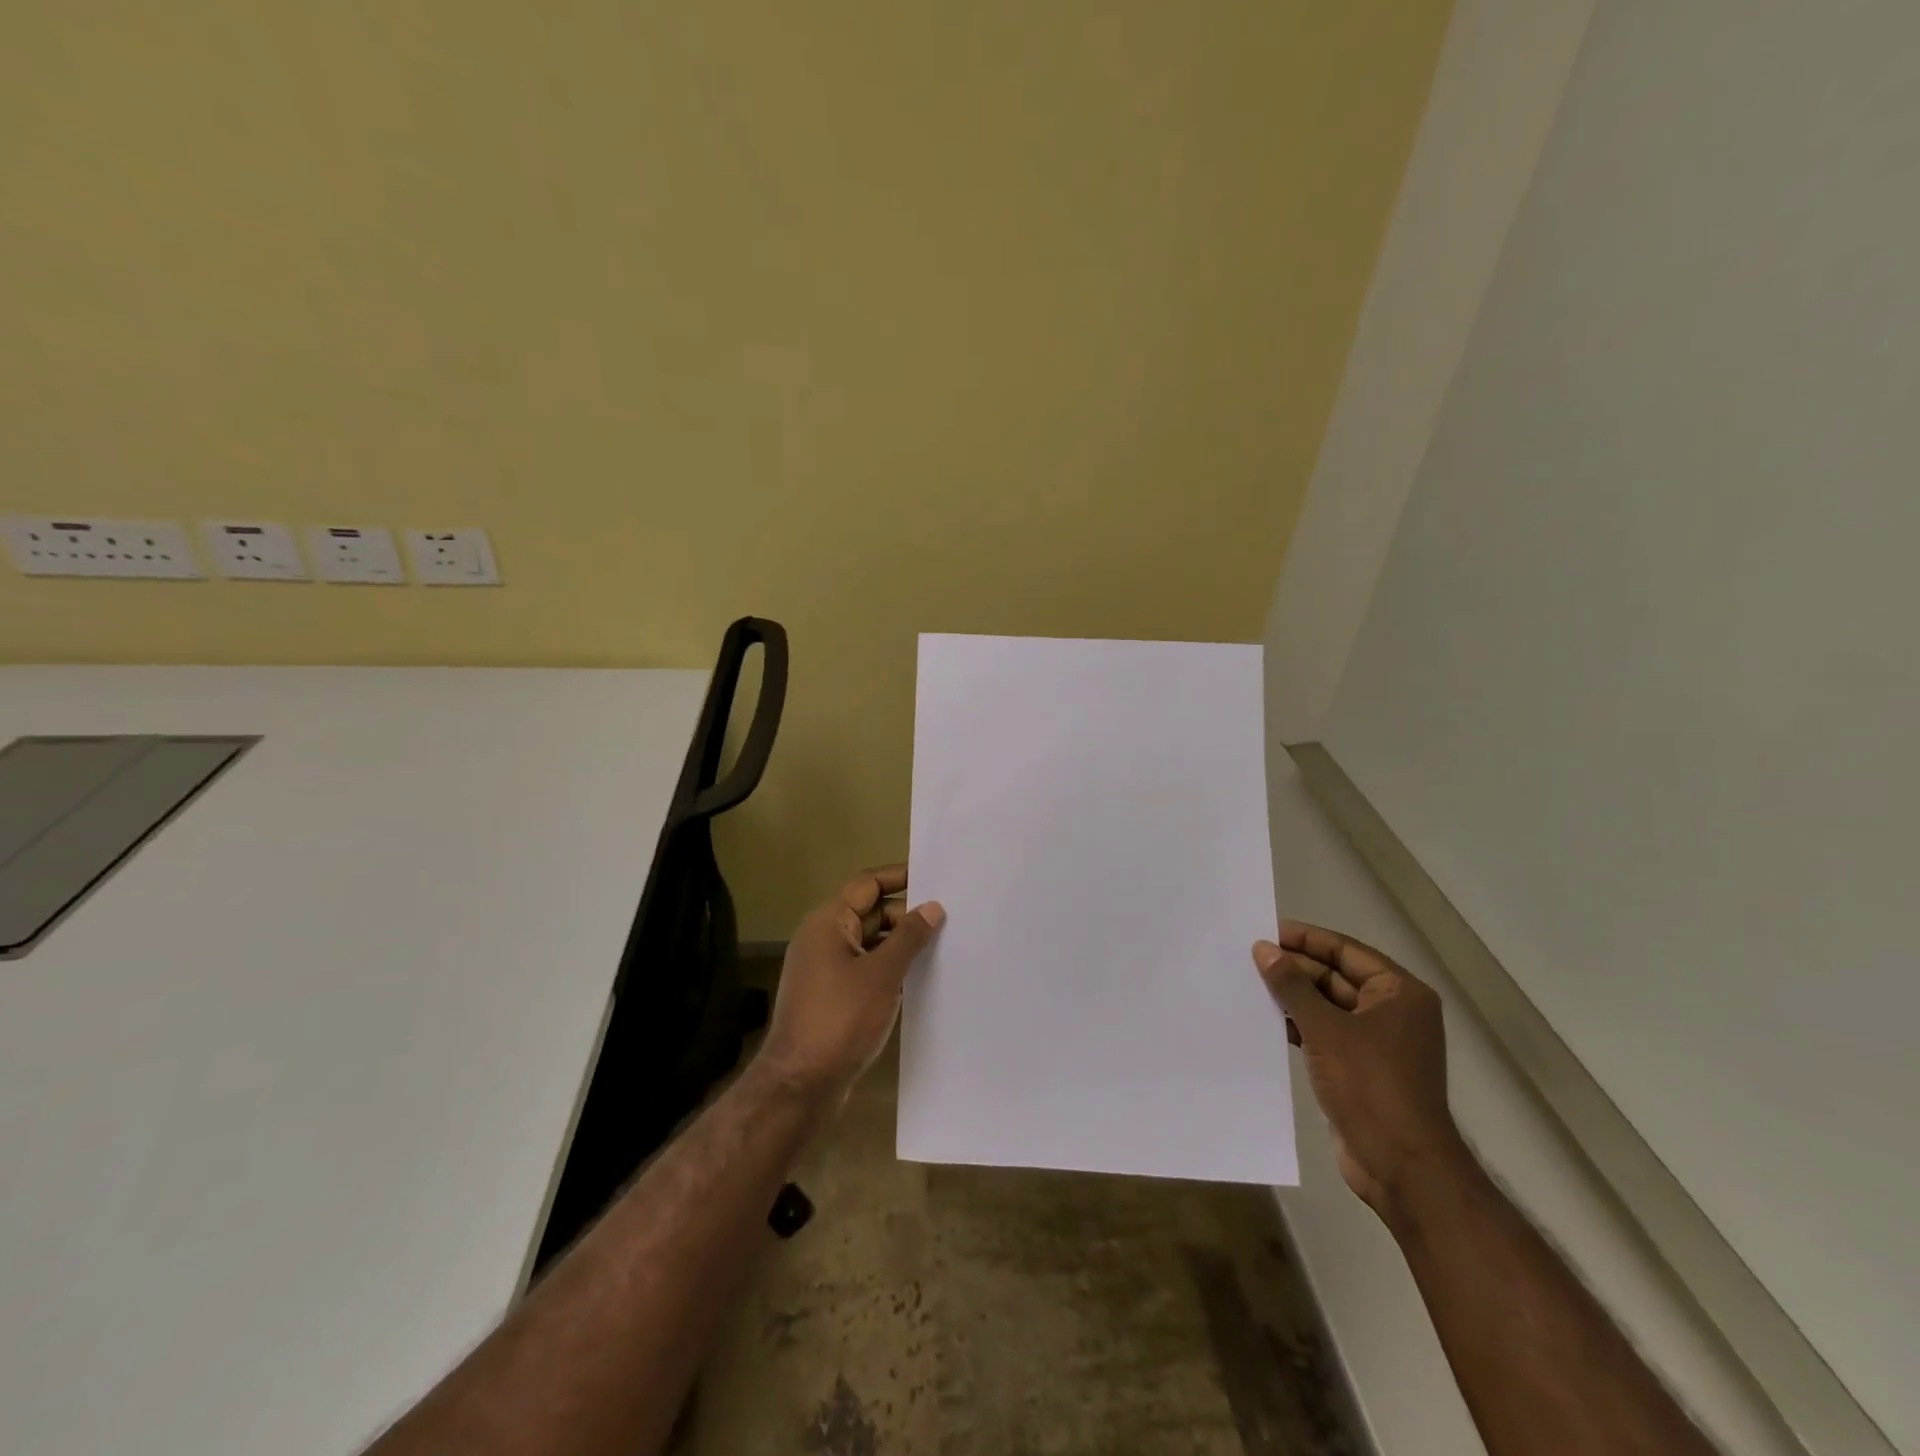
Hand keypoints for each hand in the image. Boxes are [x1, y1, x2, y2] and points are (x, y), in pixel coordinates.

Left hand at [757, 864, 944, 1100]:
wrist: (800, 1084)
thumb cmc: (840, 1019)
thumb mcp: (882, 974)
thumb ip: (909, 937)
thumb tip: (932, 906)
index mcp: (828, 923)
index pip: (867, 884)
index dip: (899, 877)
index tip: (934, 875)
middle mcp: (823, 939)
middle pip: (869, 912)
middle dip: (906, 913)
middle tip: (949, 917)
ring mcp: (826, 969)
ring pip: (869, 943)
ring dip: (900, 943)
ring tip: (943, 945)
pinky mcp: (832, 996)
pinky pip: (865, 968)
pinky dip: (889, 968)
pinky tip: (919, 978)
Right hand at [1253, 922, 1465, 1215]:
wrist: (1402, 1167)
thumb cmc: (1370, 1086)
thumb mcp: (1326, 1029)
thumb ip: (1292, 985)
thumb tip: (1263, 948)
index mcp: (1399, 993)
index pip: (1345, 951)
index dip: (1305, 939)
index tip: (1265, 932)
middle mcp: (1392, 1012)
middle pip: (1336, 976)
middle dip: (1295, 969)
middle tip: (1249, 959)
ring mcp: (1378, 1042)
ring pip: (1328, 1006)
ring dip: (1293, 998)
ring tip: (1249, 985)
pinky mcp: (1361, 1068)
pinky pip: (1326, 1033)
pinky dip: (1300, 1025)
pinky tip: (1267, 1021)